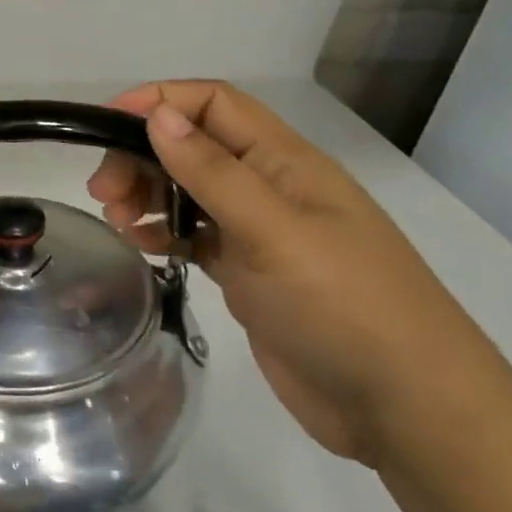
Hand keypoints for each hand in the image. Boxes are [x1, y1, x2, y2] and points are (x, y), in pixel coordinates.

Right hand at [88, 80, 511, 465]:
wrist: (408, 410)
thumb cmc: (344, 306)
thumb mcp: (274, 232)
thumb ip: (212, 171)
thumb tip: (159, 114)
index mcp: (283, 161)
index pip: (214, 104)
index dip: (160, 100)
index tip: (106, 121)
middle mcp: (269, 187)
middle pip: (193, 145)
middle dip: (143, 154)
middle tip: (103, 190)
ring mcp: (260, 232)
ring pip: (189, 189)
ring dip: (148, 192)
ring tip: (117, 219)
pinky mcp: (250, 274)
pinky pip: (195, 235)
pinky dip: (164, 232)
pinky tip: (143, 246)